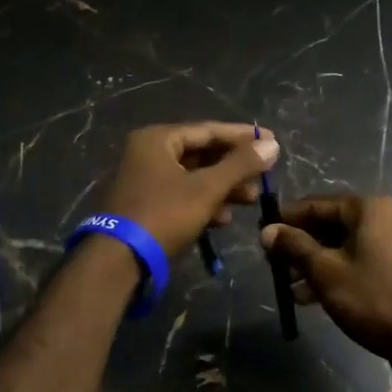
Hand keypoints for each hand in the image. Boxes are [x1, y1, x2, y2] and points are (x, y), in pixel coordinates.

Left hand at [97, 123, 280, 258]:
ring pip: (194, 177)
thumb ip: (240, 165)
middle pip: (202, 154)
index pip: (209, 130)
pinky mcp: (147, 205)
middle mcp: (149, 153)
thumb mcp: (207, 189)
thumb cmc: (164, 215)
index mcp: (158, 139)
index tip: (272, 141)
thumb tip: (272, 143)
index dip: (243, 137)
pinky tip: (223, 219)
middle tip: (262, 179)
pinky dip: (205, 203)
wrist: (119, 260)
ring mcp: (145, 180)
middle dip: (234, 168)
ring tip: (249, 200)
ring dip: (223, 188)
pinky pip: (183, 195)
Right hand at [261, 195, 391, 372]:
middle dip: (299, 246)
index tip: (261, 235)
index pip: (315, 204)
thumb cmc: (374, 299)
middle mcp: (383, 218)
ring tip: (288, 287)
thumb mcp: (326, 272)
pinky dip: (334, 274)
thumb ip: (295, 247)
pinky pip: (357, 262)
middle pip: (329, 225)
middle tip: (273, 265)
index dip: (286, 220)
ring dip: (313, 264)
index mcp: (368, 209)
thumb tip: (267, 231)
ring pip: (342, 246)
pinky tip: (310, 298)